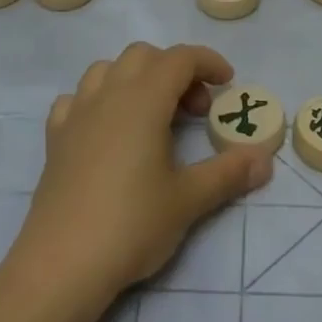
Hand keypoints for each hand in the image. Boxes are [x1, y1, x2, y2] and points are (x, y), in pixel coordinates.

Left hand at [8, 43, 273, 309]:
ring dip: (136, 79)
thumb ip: (228, 173)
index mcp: (143, 99)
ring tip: (152, 116)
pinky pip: (76, 99)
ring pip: (107, 69)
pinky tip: (107, 131)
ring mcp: (76, 114)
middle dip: (175, 71)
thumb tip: (265, 159)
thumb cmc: (131, 224)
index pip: (180, 58)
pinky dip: (98, 102)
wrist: (61, 265)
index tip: (227, 84)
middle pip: (144, 56)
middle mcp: (108, 95)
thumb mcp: (188, 200)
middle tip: (194, 111)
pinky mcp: (55, 138)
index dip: (208, 62)